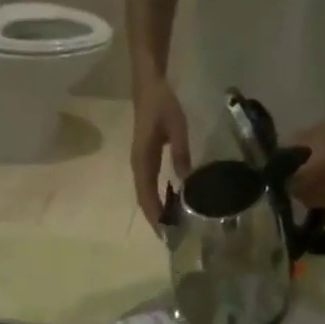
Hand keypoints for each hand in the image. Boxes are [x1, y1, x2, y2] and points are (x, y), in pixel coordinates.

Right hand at [131, 76, 191, 228]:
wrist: (147, 86)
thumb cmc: (162, 104)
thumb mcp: (177, 126)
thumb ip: (181, 153)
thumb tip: (186, 181)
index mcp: (143, 161)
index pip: (147, 196)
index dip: (156, 215)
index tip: (166, 233)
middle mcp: (138, 167)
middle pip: (144, 201)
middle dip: (156, 220)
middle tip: (171, 237)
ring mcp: (139, 165)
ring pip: (145, 196)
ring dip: (156, 212)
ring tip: (170, 227)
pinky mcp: (144, 162)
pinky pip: (148, 187)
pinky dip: (156, 200)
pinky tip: (169, 206)